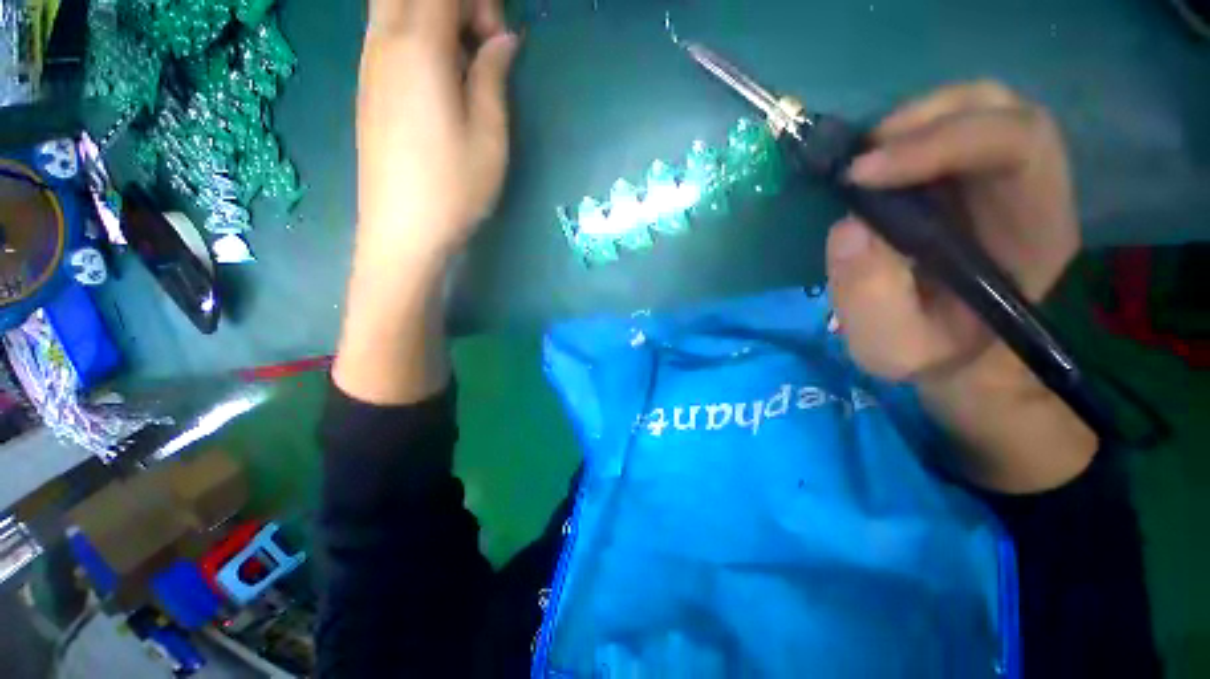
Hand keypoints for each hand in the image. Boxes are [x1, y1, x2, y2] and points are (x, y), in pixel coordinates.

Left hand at [335, 0, 517, 404]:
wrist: (402, 233)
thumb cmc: (454, 188)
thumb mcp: (489, 135)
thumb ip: (493, 77)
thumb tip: (504, 40)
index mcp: (417, 48)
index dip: (477, 3)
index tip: (499, 40)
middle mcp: (383, 43)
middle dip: (452, 4)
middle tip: (480, 43)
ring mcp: (369, 66)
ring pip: (394, 7)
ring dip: (433, 18)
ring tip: (464, 64)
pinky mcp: (367, 90)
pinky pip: (387, 34)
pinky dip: (417, 37)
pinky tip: (440, 80)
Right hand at [825, 81, 1094, 491]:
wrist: (957, 353)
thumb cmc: (933, 353)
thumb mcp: (893, 347)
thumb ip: (869, 297)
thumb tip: (847, 227)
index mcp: (1036, 230)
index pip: (1016, 145)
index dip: (941, 143)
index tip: (861, 175)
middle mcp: (1031, 188)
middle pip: (1001, 108)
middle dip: (924, 121)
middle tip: (860, 162)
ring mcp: (1001, 177)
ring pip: (978, 108)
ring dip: (914, 122)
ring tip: (865, 163)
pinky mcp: (971, 178)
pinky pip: (951, 128)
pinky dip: (907, 135)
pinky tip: (876, 168)